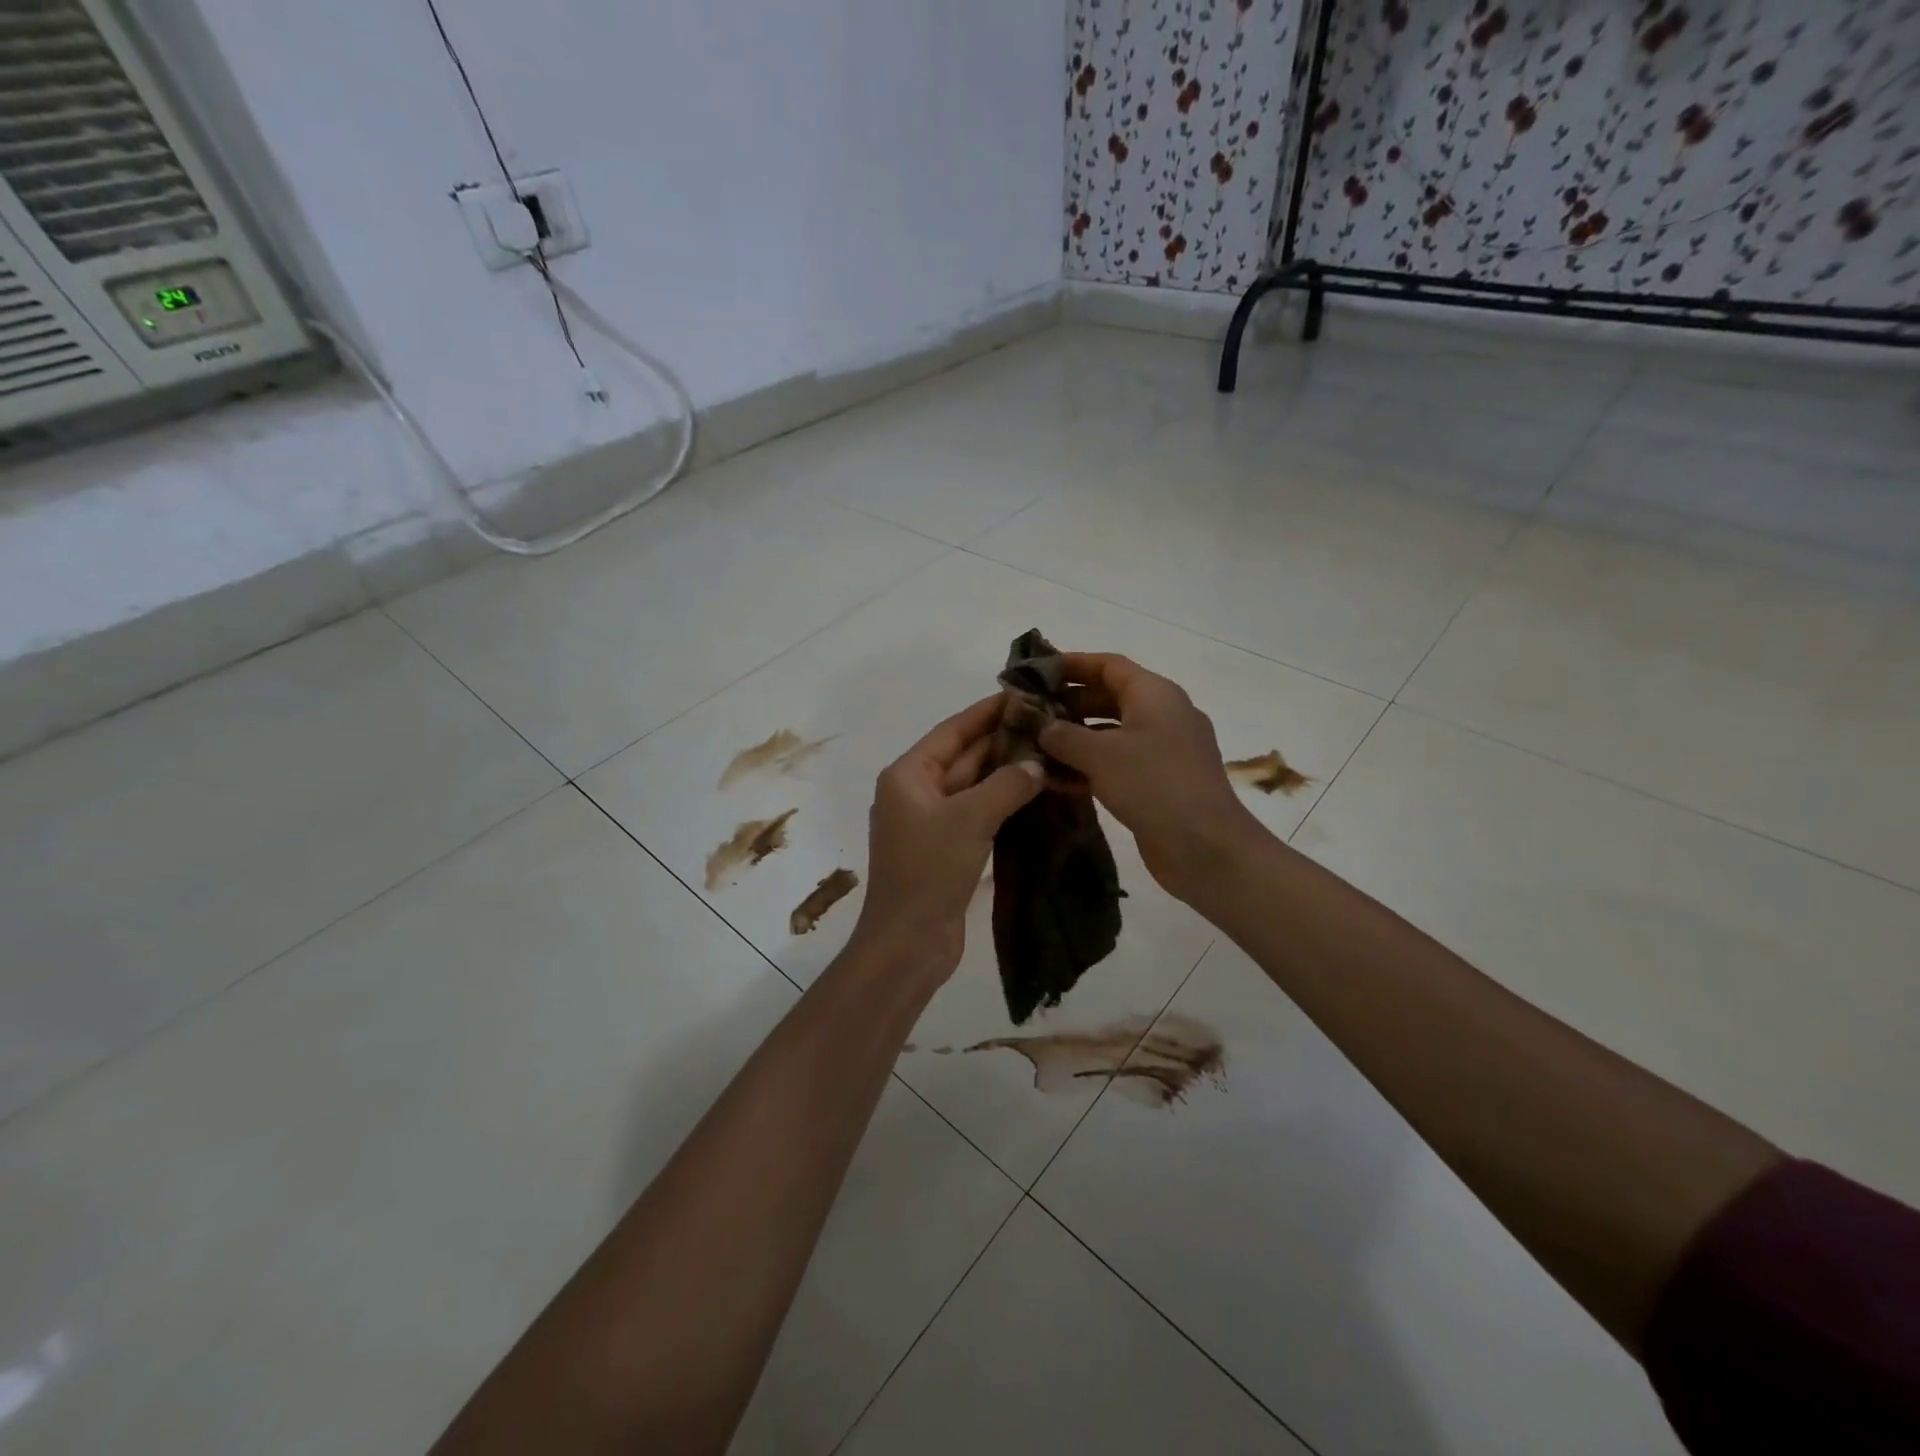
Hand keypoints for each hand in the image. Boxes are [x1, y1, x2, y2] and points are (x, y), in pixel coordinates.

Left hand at [851, 695, 1043, 980]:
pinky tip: (1036, 794)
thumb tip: (1037, 763)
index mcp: (908, 775)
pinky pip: (978, 813)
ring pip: (974, 786)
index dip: (987, 712)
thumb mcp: (969, 819)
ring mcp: (931, 821)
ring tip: (1050, 752)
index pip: (953, 730)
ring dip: (1007, 773)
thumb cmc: (929, 871)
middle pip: (964, 756)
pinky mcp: (947, 847)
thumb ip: (1006, 785)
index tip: (1023, 694)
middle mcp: (916, 792)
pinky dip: (1004, 803)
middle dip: (1004, 741)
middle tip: (1048, 724)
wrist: (909, 943)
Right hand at [1038, 653, 1266, 904]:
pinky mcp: (1158, 783)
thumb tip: (1041, 726)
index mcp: (1155, 694)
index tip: (1035, 672)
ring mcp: (1163, 751)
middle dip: (1068, 703)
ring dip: (1074, 738)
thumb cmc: (1153, 785)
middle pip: (1109, 697)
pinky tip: (1055, 779)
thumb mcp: (1100, 755)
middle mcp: (1162, 715)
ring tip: (1034, 745)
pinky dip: (1089, 766)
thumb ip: (1064, 736)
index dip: (1072, 665)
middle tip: (1029, 713)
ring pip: (1111, 733)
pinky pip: (1118, 763)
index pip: (1109, 665)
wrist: (1205, 847)